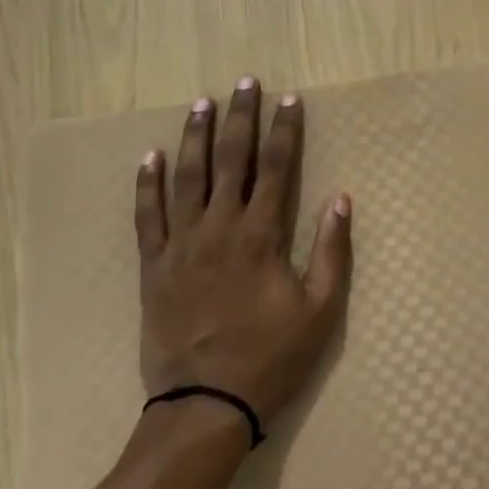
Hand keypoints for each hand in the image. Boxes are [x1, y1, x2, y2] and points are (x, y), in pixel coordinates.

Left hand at [134, 77, 352, 430]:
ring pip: (187, 177)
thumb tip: (341, 200)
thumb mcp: (320, 311)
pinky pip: (147, 216)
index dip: (285, 131)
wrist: (205, 405)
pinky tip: (150, 157)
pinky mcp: (153, 266)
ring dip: (195, 137)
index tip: (289, 100)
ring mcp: (181, 244)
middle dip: (240, 118)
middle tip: (245, 83)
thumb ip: (332, 252)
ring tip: (201, 104)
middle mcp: (219, 228)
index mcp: (261, 235)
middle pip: (231, 160)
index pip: (276, 168)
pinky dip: (147, 184)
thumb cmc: (270, 358)